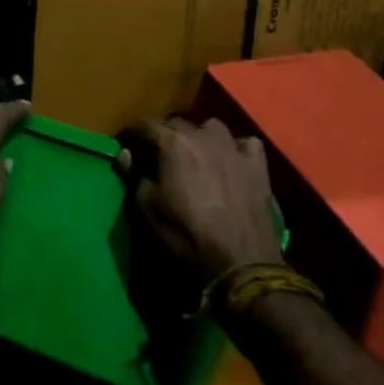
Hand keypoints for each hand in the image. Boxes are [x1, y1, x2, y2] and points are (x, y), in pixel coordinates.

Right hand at [126, 118, 281, 282]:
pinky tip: (233, 161)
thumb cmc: (186, 234)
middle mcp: (203, 135)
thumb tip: (126, 154)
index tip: (125, 141)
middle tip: (158, 154)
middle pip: (177, 123)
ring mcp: (234, 147)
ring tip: (197, 154)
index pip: (145, 125)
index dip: (132, 132)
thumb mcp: (147, 209)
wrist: (240, 261)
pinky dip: (237, 149)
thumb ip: (135, 176)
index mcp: (173, 143)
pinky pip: (246, 144)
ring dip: (201, 136)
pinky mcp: (258, 165)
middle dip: (165, 134)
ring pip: (212, 127)